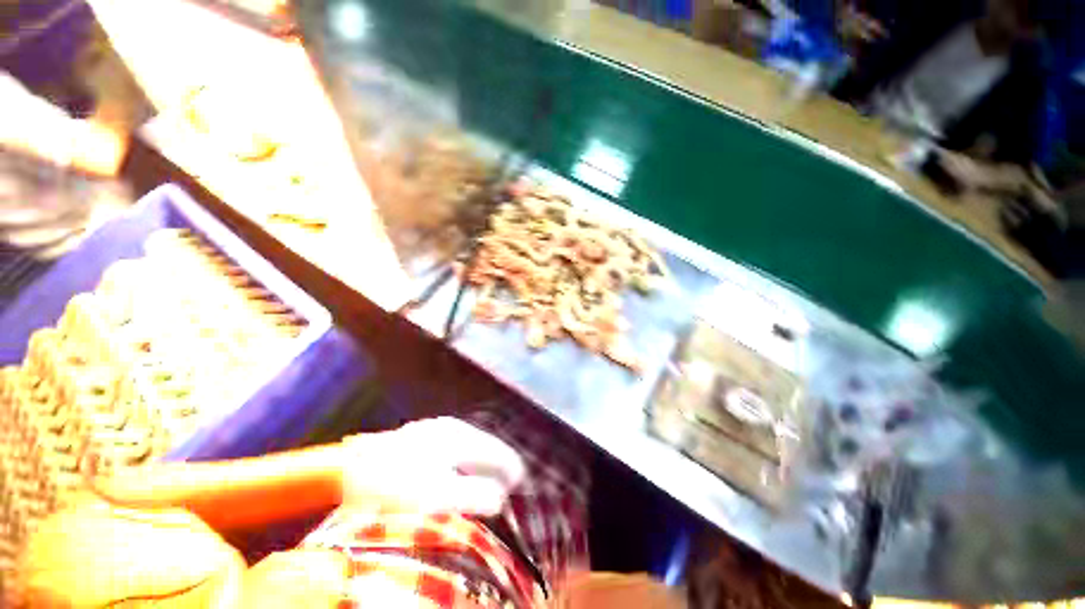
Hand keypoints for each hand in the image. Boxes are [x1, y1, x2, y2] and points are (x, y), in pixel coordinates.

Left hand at [341, 418, 525, 515]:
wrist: (347, 471)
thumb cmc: (396, 486)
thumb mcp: (439, 496)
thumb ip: (475, 495)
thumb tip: (499, 499)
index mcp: (460, 436)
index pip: (497, 453)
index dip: (510, 470)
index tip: (519, 486)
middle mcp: (451, 428)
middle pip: (485, 448)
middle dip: (497, 467)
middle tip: (505, 488)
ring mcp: (434, 431)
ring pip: (468, 449)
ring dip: (479, 467)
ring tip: (484, 485)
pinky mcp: (419, 439)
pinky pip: (452, 451)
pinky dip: (462, 465)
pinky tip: (456, 477)